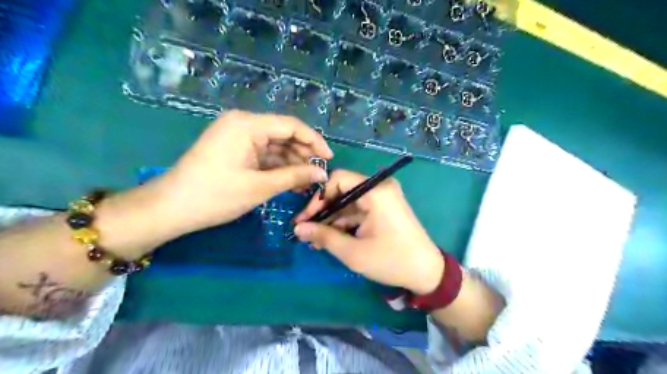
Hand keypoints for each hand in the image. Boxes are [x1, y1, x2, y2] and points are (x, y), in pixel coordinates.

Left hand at [151, 110, 330, 236]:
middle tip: (318, 175)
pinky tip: (291, 180)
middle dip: (303, 154)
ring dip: (291, 162)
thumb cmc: (216, 196)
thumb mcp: (260, 186)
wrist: (171, 208)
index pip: (291, 125)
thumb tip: (322, 174)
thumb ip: (295, 176)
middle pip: (283, 134)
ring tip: (307, 182)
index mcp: (247, 124)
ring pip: (274, 145)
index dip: (314, 141)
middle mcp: (243, 123)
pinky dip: (277, 166)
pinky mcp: (234, 149)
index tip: (329, 159)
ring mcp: (237, 136)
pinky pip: (263, 153)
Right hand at [295, 169, 441, 294]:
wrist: (427, 273)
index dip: (318, 198)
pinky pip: (359, 211)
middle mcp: (380, 188)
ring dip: (332, 220)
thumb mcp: (353, 252)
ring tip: (314, 240)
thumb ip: (323, 237)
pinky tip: (330, 238)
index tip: (305, 218)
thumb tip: (298, 228)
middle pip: (342, 191)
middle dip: (322, 212)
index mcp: (376, 191)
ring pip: (349, 203)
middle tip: (305, 231)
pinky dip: (345, 223)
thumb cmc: (391, 261)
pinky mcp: (384, 209)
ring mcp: (383, 198)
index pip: (338, 179)